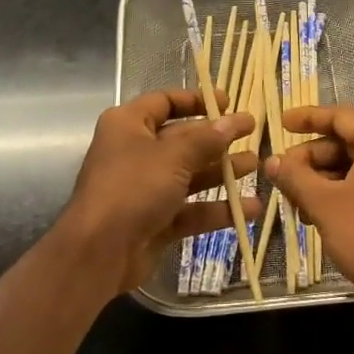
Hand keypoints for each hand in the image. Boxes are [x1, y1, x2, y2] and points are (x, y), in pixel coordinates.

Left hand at [58, 89, 257, 296]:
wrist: (98, 253)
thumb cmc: (132, 188)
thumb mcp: (173, 157)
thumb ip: (207, 139)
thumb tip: (235, 121)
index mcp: (129, 124)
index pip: (165, 102)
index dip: (196, 100)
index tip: (227, 103)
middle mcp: (135, 152)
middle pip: (182, 138)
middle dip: (217, 138)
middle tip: (252, 133)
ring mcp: (145, 188)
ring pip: (189, 174)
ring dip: (221, 171)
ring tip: (256, 166)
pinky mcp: (155, 220)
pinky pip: (190, 209)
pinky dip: (216, 208)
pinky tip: (249, 209)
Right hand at [266, 104, 353, 339]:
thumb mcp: (323, 203)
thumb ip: (295, 176)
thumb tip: (271, 161)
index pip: (342, 117)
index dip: (308, 117)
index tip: (281, 123)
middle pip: (349, 142)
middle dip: (313, 158)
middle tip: (284, 175)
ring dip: (325, 179)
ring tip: (297, 201)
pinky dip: (345, 191)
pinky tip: (320, 214)